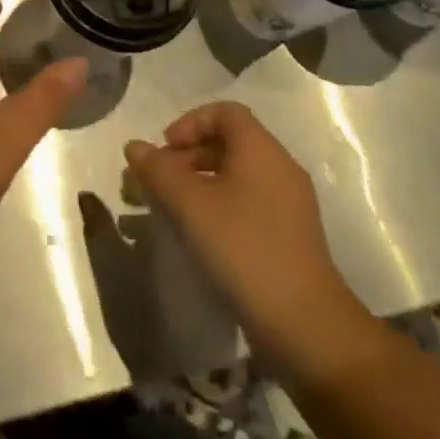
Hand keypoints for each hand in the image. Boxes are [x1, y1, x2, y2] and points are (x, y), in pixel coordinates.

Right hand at [125, 103, 375, 373]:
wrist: (305, 325)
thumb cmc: (244, 249)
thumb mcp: (190, 205)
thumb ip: (159, 170)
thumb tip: (134, 146)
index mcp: (261, 150)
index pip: (224, 112)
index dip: (189, 123)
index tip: (165, 151)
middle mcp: (279, 168)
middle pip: (228, 143)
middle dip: (186, 157)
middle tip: (157, 184)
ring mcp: (287, 204)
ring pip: (235, 176)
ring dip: (197, 185)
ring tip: (168, 211)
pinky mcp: (287, 236)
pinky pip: (246, 204)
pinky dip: (216, 208)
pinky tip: (197, 236)